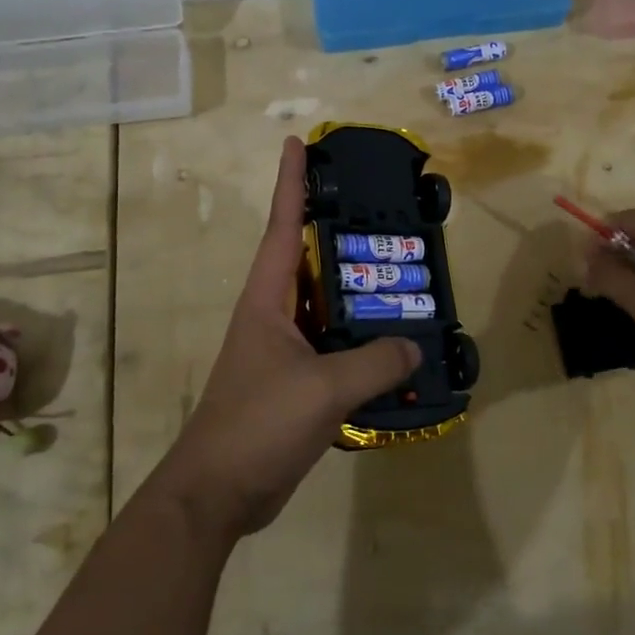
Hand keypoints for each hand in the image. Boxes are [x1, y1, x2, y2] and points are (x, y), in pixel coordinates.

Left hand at [155, 137, 420, 538]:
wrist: (220, 492)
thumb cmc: (258, 424)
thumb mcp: (322, 389)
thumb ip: (374, 363)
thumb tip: (415, 348)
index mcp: (267, 299)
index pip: (281, 226)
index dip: (290, 182)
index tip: (297, 142)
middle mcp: (275, 315)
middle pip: (309, 260)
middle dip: (339, 231)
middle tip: (383, 209)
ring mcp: (285, 350)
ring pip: (328, 306)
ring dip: (358, 291)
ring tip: (403, 272)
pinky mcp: (298, 383)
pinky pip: (337, 347)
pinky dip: (363, 341)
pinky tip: (397, 345)